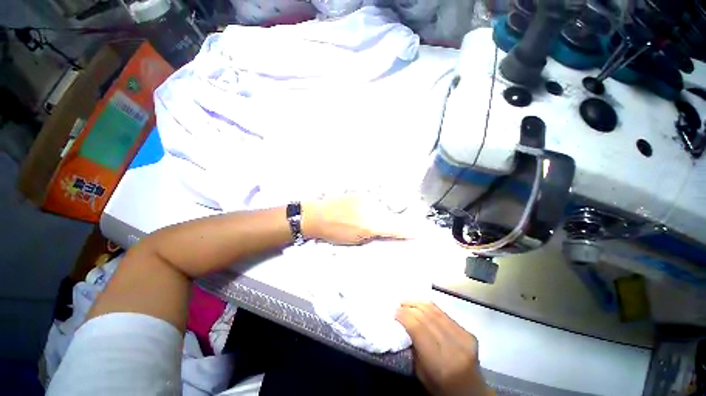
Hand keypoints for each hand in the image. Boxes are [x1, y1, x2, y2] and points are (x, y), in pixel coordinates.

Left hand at [301, 195, 413, 244]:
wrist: (318, 215)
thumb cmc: (334, 232)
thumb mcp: (356, 240)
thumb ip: (374, 235)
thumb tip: (385, 230)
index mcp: (370, 225)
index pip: (396, 228)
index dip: (409, 230)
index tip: (420, 232)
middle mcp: (372, 209)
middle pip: (390, 216)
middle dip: (390, 222)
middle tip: (377, 226)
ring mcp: (366, 199)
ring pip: (381, 208)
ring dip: (378, 214)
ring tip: (361, 218)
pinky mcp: (360, 193)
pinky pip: (372, 202)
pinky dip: (370, 207)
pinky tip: (358, 210)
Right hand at [396, 302, 493, 395]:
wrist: (471, 392)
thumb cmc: (441, 388)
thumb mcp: (421, 374)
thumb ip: (414, 347)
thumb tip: (403, 322)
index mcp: (441, 363)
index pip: (418, 329)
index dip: (404, 316)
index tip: (394, 312)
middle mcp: (455, 348)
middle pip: (426, 317)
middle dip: (409, 307)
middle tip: (398, 304)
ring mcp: (464, 338)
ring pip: (436, 311)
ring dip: (418, 303)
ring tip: (407, 301)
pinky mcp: (469, 333)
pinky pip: (444, 313)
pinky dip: (429, 307)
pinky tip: (420, 306)